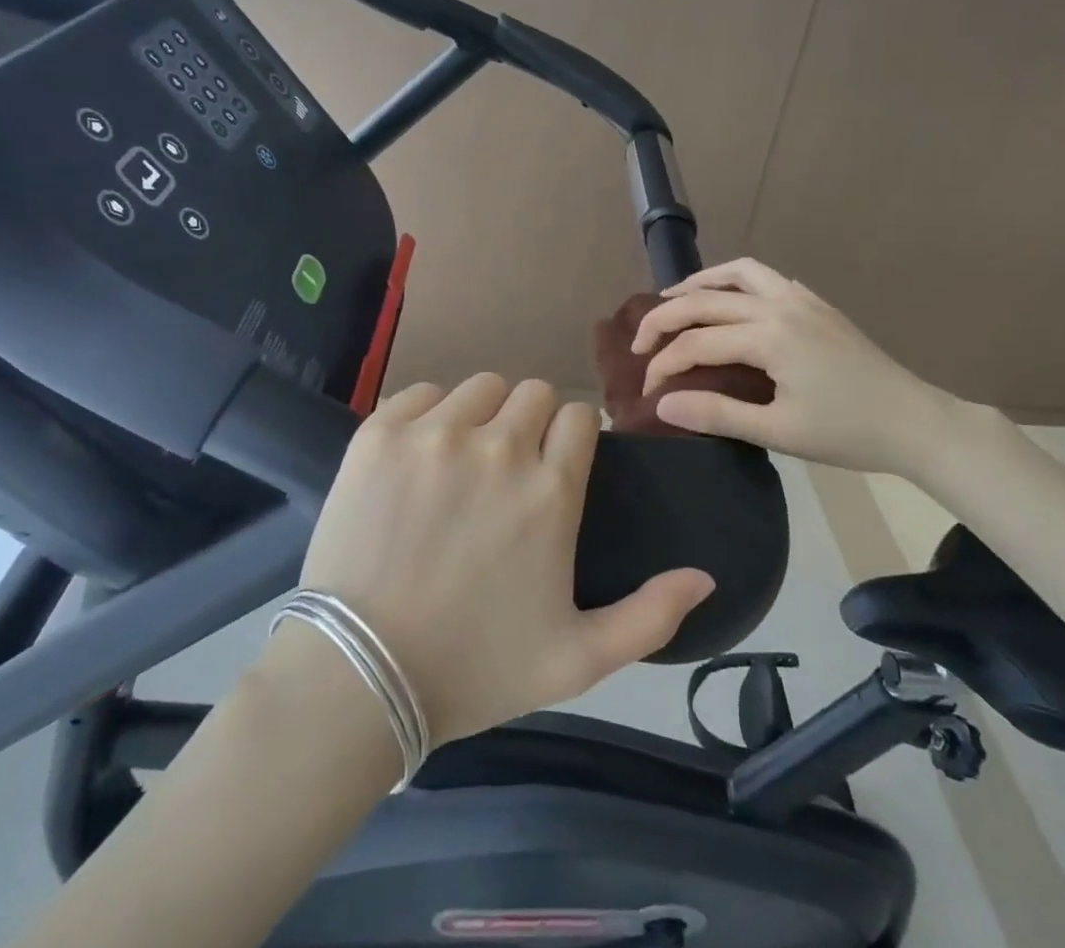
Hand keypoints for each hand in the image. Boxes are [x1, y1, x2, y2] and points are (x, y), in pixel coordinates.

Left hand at [295, 374, 715, 746]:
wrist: (358, 679)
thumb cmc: (474, 669)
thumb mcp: (577, 660)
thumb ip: (651, 616)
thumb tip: (706, 576)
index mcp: (550, 490)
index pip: (579, 416)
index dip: (572, 437)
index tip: (556, 464)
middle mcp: (499, 446)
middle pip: (534, 392)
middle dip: (531, 422)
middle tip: (508, 467)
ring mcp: (435, 434)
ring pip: (480, 386)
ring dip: (482, 414)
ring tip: (463, 459)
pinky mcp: (380, 432)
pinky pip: (420, 391)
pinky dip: (428, 412)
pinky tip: (419, 454)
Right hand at [632, 257, 976, 482]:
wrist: (915, 422)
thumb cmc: (846, 432)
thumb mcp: (778, 431)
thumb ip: (717, 413)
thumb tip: (662, 404)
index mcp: (768, 336)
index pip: (696, 343)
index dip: (664, 366)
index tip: (646, 392)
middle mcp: (778, 305)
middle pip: (706, 299)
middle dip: (665, 319)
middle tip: (639, 343)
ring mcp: (800, 298)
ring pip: (738, 273)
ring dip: (700, 283)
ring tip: (674, 300)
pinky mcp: (816, 304)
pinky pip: (765, 277)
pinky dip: (736, 281)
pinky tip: (731, 300)